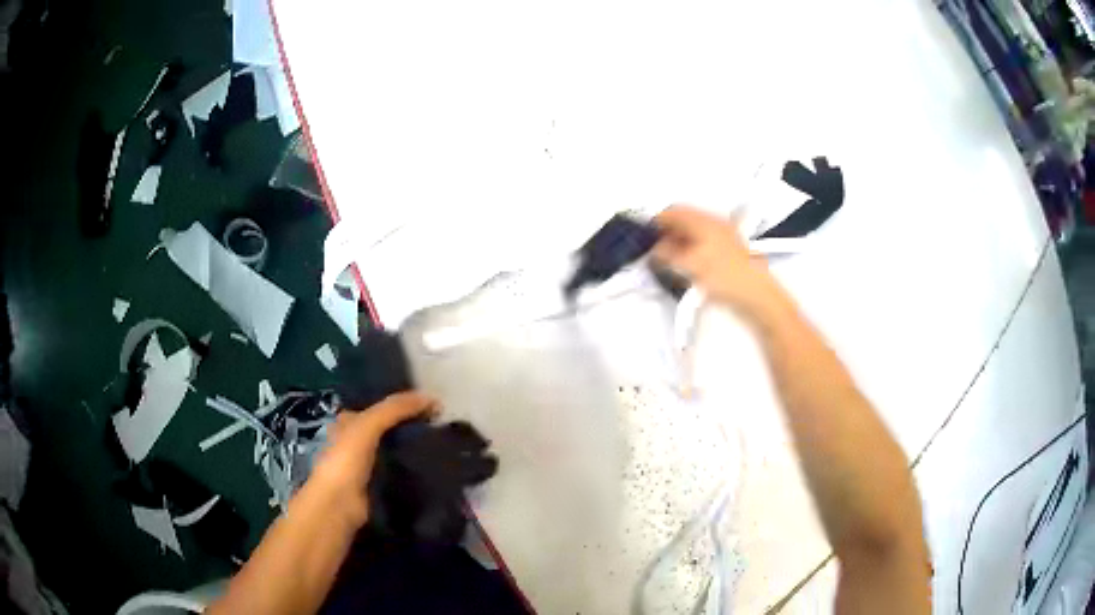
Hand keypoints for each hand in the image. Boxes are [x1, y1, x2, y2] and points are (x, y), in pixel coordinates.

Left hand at [312, 391, 436, 521]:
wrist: (340, 504)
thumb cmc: (347, 459)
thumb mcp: (368, 424)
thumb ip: (396, 408)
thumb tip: (433, 397)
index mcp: (348, 422)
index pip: (378, 407)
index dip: (401, 403)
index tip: (430, 405)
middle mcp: (356, 441)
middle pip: (388, 428)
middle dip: (410, 426)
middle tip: (441, 425)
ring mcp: (367, 465)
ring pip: (395, 450)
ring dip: (413, 448)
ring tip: (443, 444)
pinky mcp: (379, 485)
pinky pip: (400, 471)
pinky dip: (414, 469)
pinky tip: (433, 466)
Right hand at [652, 205, 785, 322]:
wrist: (755, 295)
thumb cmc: (727, 277)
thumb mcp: (690, 266)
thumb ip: (667, 255)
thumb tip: (654, 250)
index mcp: (705, 221)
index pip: (674, 211)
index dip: (657, 222)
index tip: (645, 235)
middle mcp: (714, 224)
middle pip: (683, 221)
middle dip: (666, 233)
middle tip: (654, 249)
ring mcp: (722, 237)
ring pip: (692, 233)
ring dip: (677, 243)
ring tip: (668, 260)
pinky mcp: (726, 252)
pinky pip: (701, 244)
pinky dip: (689, 250)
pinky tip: (685, 266)